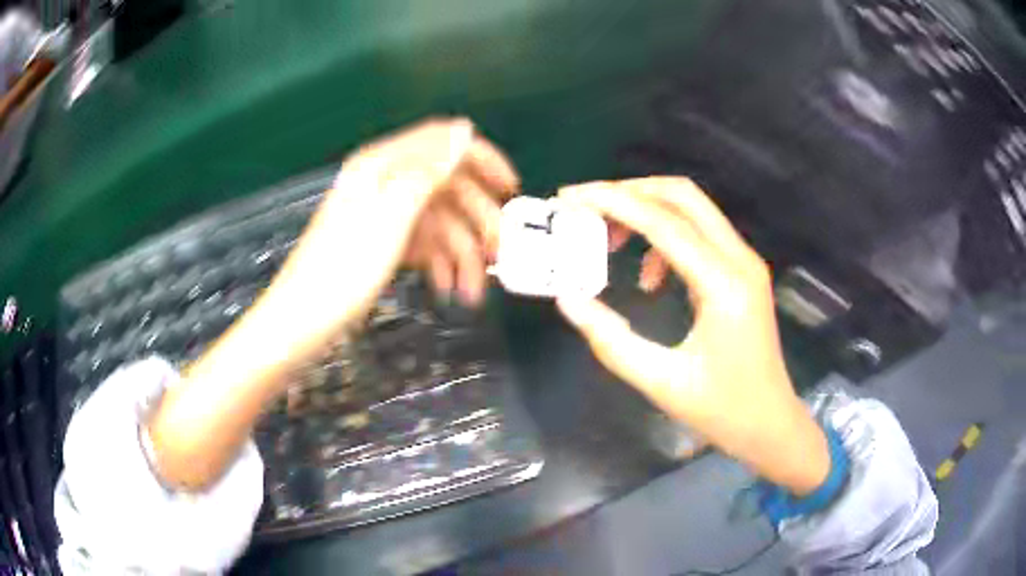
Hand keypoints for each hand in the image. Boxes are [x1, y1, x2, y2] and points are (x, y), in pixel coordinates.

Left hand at [148, 118, 517, 489]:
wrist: (301, 321)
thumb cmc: (343, 271)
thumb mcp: (390, 216)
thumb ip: (428, 170)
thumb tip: (463, 130)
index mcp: (383, 165)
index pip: (444, 142)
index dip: (481, 160)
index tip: (510, 188)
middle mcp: (385, 182)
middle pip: (447, 187)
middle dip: (476, 220)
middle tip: (500, 255)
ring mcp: (384, 215)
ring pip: (438, 222)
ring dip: (461, 254)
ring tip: (473, 293)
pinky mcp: (382, 243)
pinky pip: (422, 244)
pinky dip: (439, 264)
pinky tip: (448, 290)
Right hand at [556, 177, 829, 494]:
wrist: (769, 423)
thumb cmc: (721, 410)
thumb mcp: (660, 381)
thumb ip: (611, 339)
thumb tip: (569, 299)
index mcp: (724, 285)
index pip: (664, 222)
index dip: (612, 202)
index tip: (569, 198)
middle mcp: (740, 260)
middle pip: (683, 195)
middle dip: (629, 192)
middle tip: (586, 208)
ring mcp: (745, 262)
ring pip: (692, 209)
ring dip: (646, 212)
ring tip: (609, 242)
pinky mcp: (741, 272)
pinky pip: (699, 234)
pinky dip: (664, 239)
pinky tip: (648, 277)